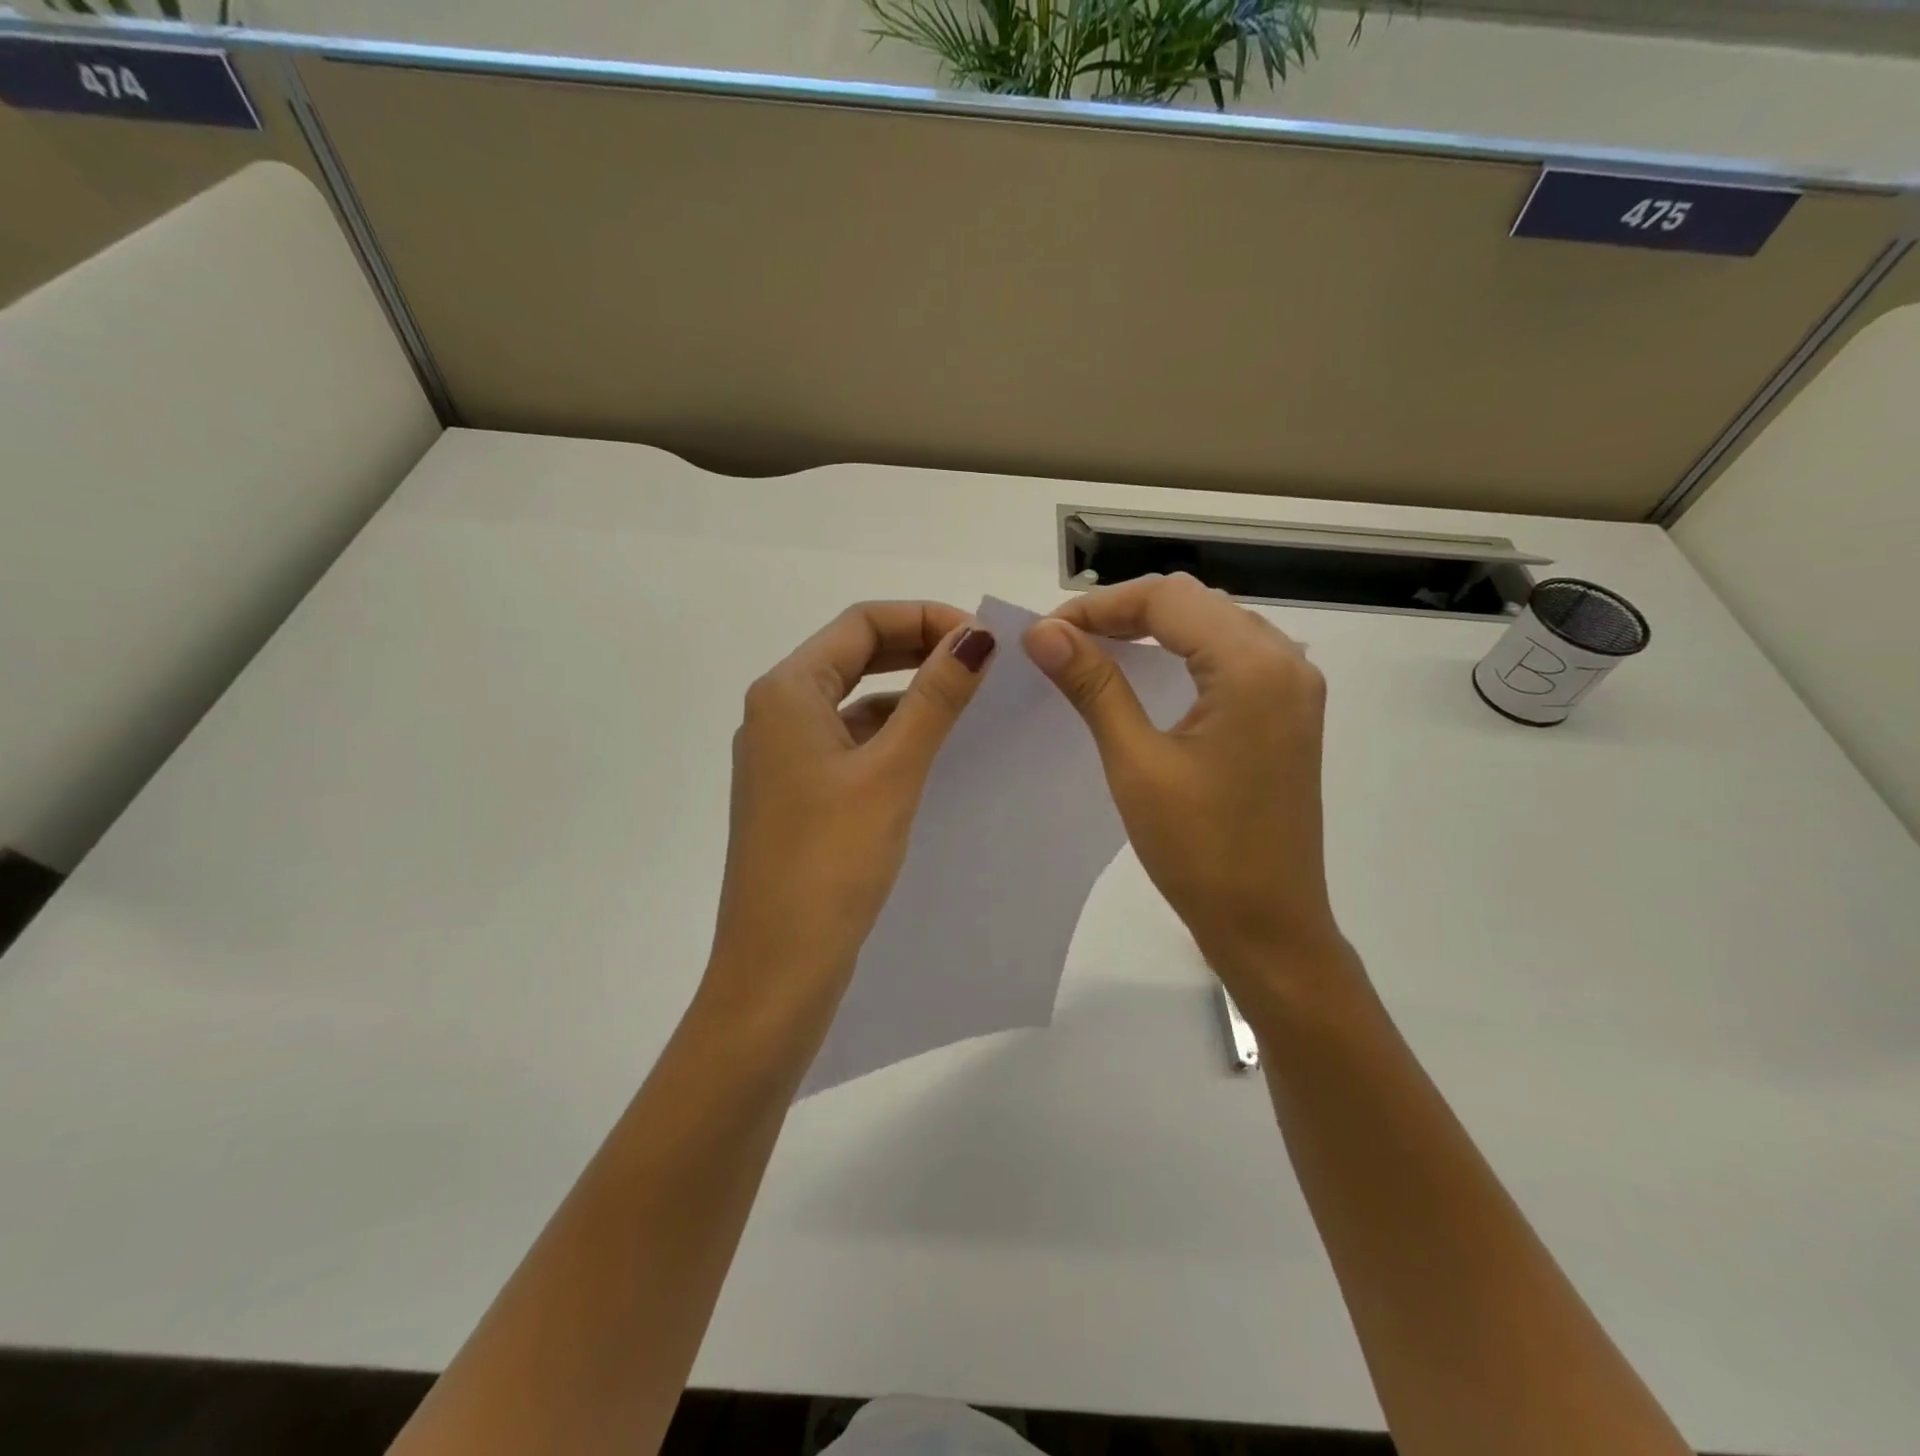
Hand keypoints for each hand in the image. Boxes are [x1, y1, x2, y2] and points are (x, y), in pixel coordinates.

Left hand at [703, 601, 995, 1024]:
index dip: (926, 618)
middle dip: (919, 649)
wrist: (776, 969)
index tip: (985, 641)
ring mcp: (784, 757)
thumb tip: (977, 635)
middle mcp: (777, 713)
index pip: (861, 622)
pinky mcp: (798, 794)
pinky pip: (850, 743)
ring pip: (854, 701)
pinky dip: (891, 735)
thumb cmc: (830, 862)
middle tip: (984, 665)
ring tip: (968, 704)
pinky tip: (931, 753)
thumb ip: (935, 698)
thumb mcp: (891, 771)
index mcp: (787, 692)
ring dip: (908, 693)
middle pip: (854, 655)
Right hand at [1022, 574, 1354, 1006]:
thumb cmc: (1200, 851)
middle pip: (1193, 603)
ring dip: (1153, 630)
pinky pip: (1231, 657)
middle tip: (1064, 643)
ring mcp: (1294, 687)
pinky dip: (1183, 654)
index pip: (1167, 598)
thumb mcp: (1136, 763)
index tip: (1047, 634)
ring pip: (1213, 625)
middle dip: (1124, 613)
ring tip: (1094, 653)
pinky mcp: (1289, 712)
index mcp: (1253, 666)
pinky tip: (1145, 676)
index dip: (1100, 606)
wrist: (1269, 925)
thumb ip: (1093, 685)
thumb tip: (1042, 632)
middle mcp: (1285, 661)